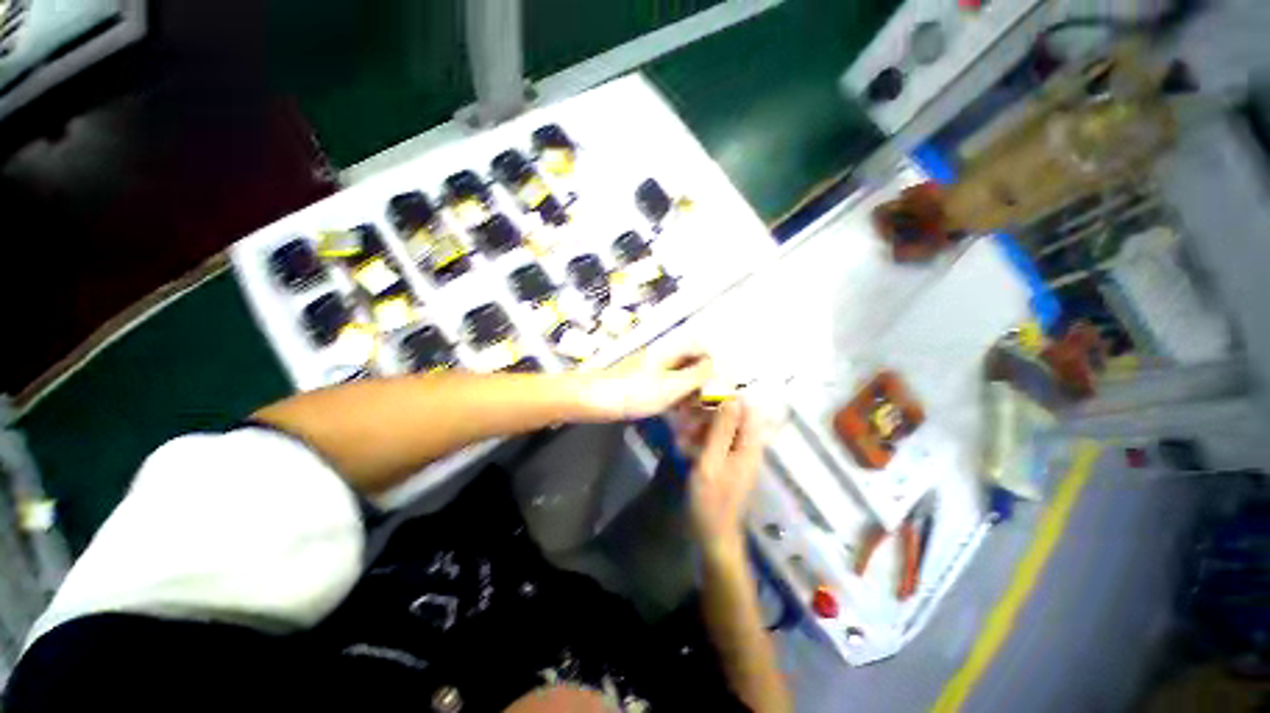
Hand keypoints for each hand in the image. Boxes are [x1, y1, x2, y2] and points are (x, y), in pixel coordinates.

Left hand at [578, 345, 712, 420]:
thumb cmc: (633, 392)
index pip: (700, 346)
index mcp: (669, 350)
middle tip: (709, 401)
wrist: (592, 399)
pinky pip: (666, 385)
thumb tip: (717, 366)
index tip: (721, 383)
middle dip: (703, 378)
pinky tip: (678, 411)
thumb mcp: (670, 386)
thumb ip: (696, 375)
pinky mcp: (642, 381)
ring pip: (678, 374)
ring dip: (690, 389)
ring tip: (696, 409)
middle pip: (690, 360)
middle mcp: (662, 355)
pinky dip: (675, 395)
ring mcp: (651, 368)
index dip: (713, 362)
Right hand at [686, 399, 765, 559]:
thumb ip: (722, 430)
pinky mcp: (729, 463)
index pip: (747, 408)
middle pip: (735, 417)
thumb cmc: (711, 499)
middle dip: (711, 412)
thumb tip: (732, 397)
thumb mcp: (712, 461)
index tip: (704, 393)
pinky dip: (703, 438)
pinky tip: (686, 443)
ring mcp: (739, 456)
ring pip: (724, 428)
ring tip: (683, 431)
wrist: (713, 535)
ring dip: (704, 425)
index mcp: (750, 445)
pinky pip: (718, 441)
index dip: (728, 396)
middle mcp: (748, 446)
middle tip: (686, 414)